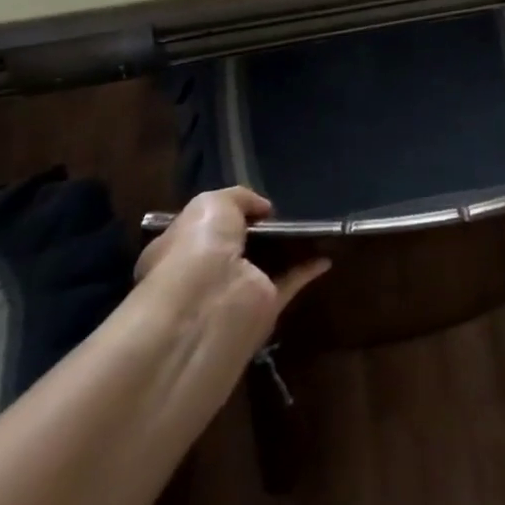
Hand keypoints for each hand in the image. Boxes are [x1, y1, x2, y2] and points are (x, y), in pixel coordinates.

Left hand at [128, 187, 327, 410]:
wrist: (207, 302)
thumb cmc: (196, 246)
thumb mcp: (212, 203)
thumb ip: (239, 198)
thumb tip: (264, 208)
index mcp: (178, 248)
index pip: (199, 229)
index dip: (222, 214)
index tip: (249, 203)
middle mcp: (204, 272)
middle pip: (235, 247)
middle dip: (257, 232)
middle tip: (284, 211)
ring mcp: (235, 290)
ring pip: (264, 265)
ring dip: (285, 249)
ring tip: (311, 225)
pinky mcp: (264, 307)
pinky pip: (290, 283)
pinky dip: (308, 270)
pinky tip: (326, 257)